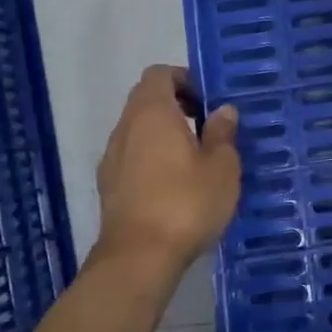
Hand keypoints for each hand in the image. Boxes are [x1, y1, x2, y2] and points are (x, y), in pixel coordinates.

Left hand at [93, 66, 240, 291]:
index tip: (207, 101)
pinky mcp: (108, 186)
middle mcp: (126, 127)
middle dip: (175, 106)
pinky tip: (173, 186)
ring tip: (193, 159)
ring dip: (162, 134)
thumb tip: (223, 110)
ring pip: (137, 130)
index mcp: (152, 113)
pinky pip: (131, 156)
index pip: (159, 74)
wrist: (139, 257)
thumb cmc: (186, 203)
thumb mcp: (222, 167)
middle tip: (206, 127)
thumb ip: (222, 133)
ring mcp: (112, 157)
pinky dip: (150, 158)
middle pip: (146, 100)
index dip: (184, 79)